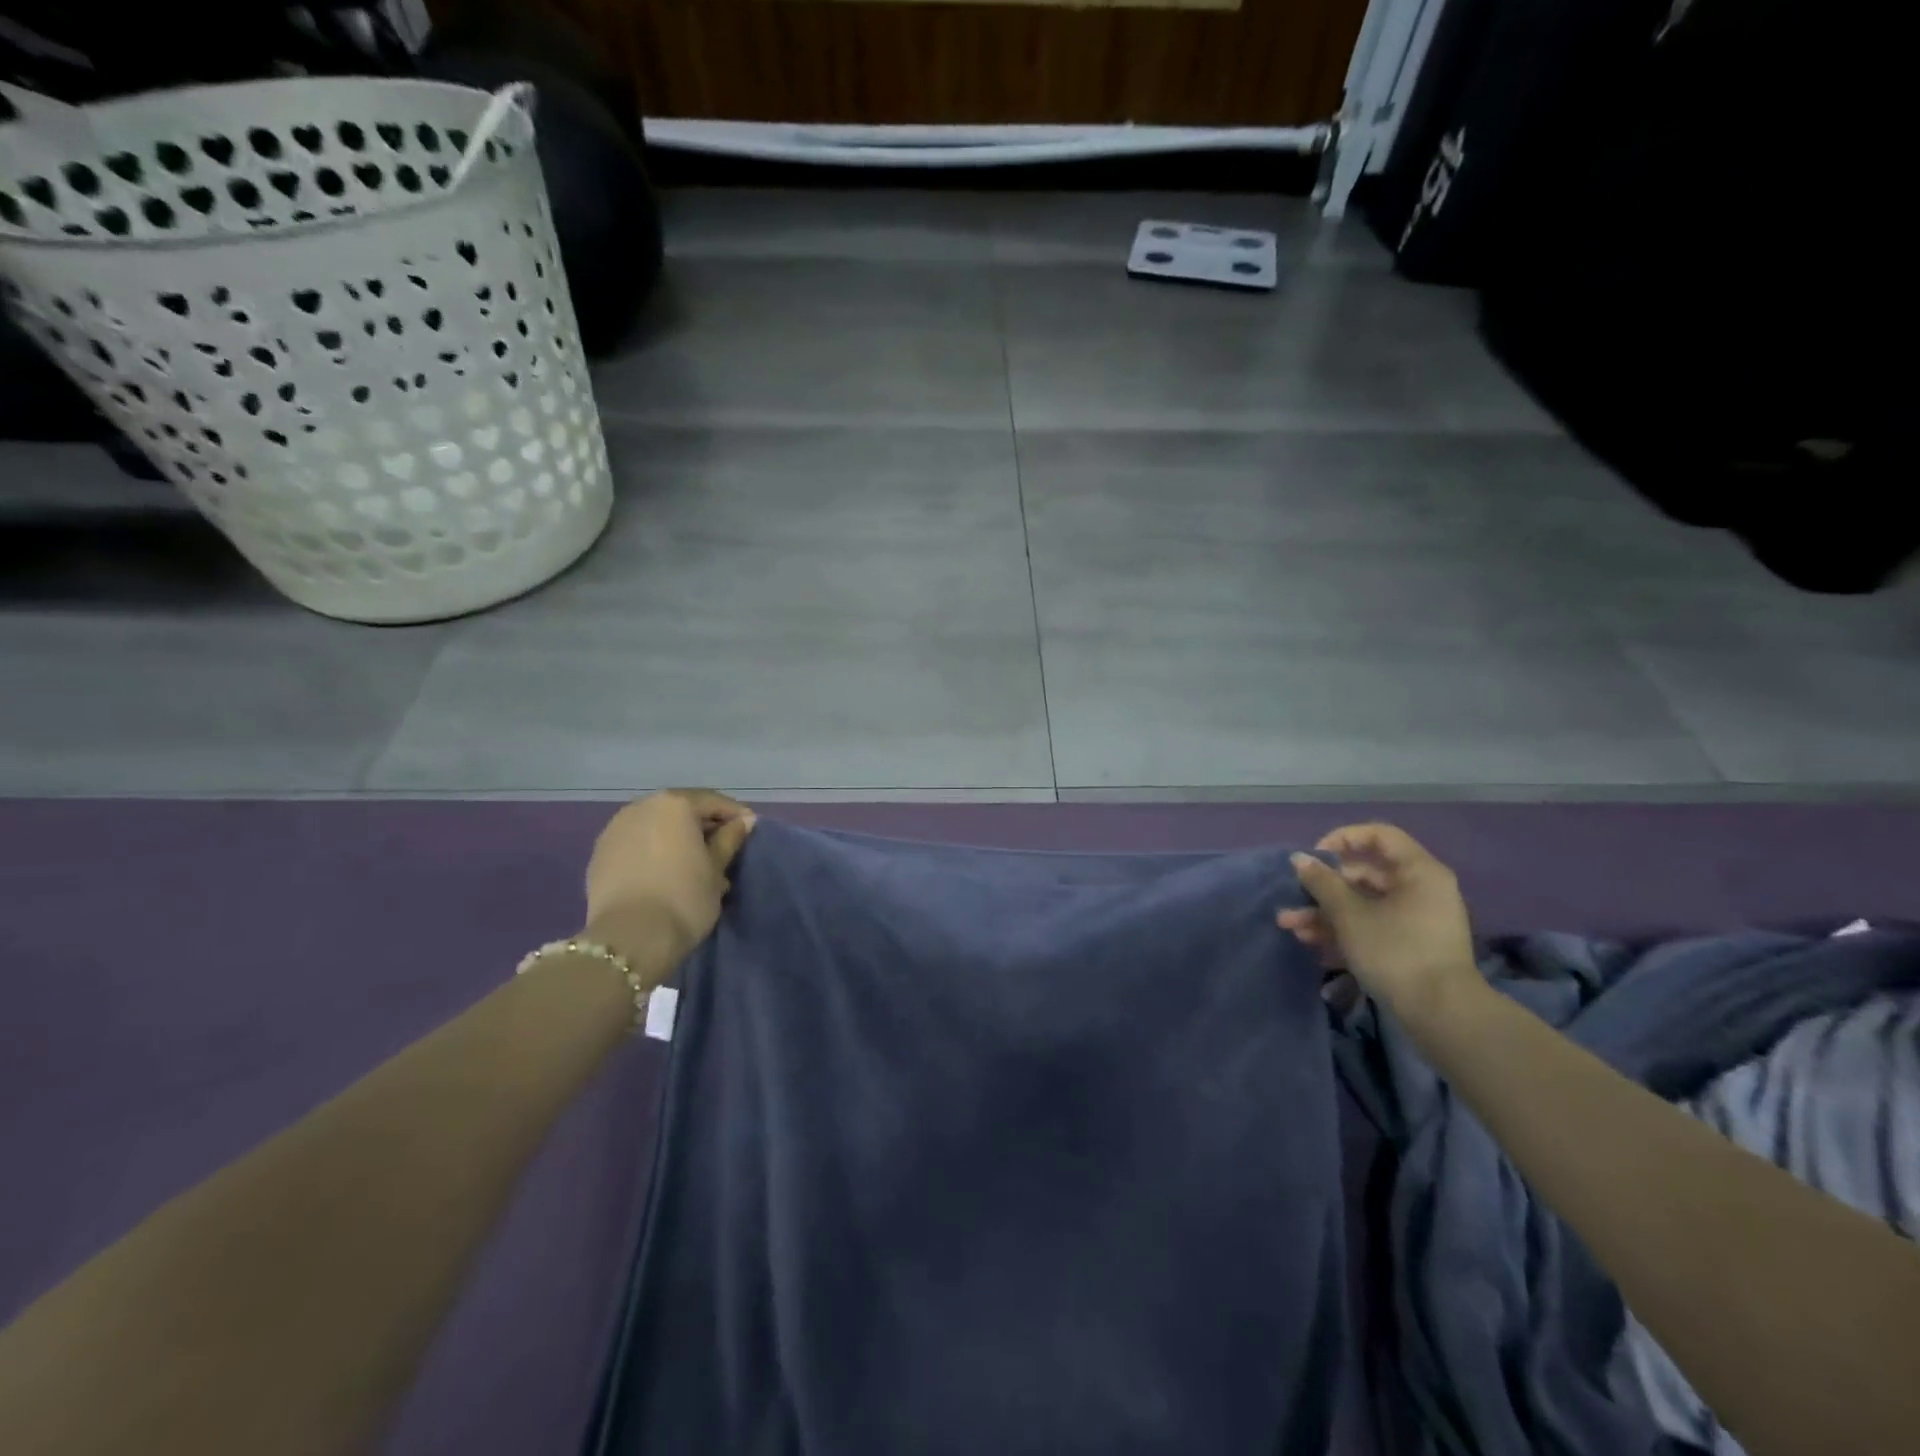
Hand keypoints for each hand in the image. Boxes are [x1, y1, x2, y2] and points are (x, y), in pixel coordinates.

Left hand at [583, 790, 755, 979]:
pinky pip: (637, 845)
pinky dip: (654, 852)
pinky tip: (666, 875)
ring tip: (694, 867)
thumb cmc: (684, 898)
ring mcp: (615, 830)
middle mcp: (641, 807)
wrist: (629, 939)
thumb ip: (729, 839)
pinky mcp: (599, 855)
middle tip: (724, 851)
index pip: (713, 801)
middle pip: (681, 811)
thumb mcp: (716, 868)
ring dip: (678, 840)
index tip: (750, 832)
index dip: (735, 815)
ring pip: (656, 827)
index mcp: (674, 804)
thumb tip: (744, 821)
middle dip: (704, 828)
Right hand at [1278, 823, 1481, 1026]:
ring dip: (1324, 913)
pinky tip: (1311, 944)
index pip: (1379, 836)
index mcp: (1418, 872)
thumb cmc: (1395, 951)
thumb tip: (1299, 859)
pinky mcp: (1410, 947)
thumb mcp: (1349, 914)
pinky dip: (1343, 932)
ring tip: (1291, 927)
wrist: (1441, 1015)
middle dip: (1322, 888)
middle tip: (1293, 898)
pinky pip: (1371, 927)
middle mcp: (1420, 890)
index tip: (1314, 857)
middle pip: (1364, 874)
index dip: (1342, 839)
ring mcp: (1416, 920)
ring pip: (1362, 904)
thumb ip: (1321, 882)